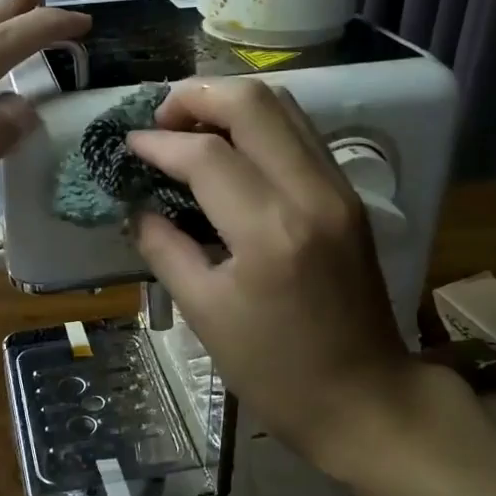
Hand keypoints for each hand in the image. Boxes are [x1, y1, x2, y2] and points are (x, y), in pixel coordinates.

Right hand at [127, 79, 413, 462]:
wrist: (366, 399)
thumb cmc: (276, 371)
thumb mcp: (205, 314)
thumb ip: (164, 248)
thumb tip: (138, 206)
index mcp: (270, 232)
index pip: (206, 155)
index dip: (159, 142)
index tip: (129, 145)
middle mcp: (312, 194)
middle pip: (253, 103)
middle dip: (196, 97)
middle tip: (159, 121)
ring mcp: (339, 190)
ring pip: (284, 107)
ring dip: (229, 103)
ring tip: (189, 128)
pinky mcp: (349, 196)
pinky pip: (300, 134)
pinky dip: (258, 125)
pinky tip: (228, 149)